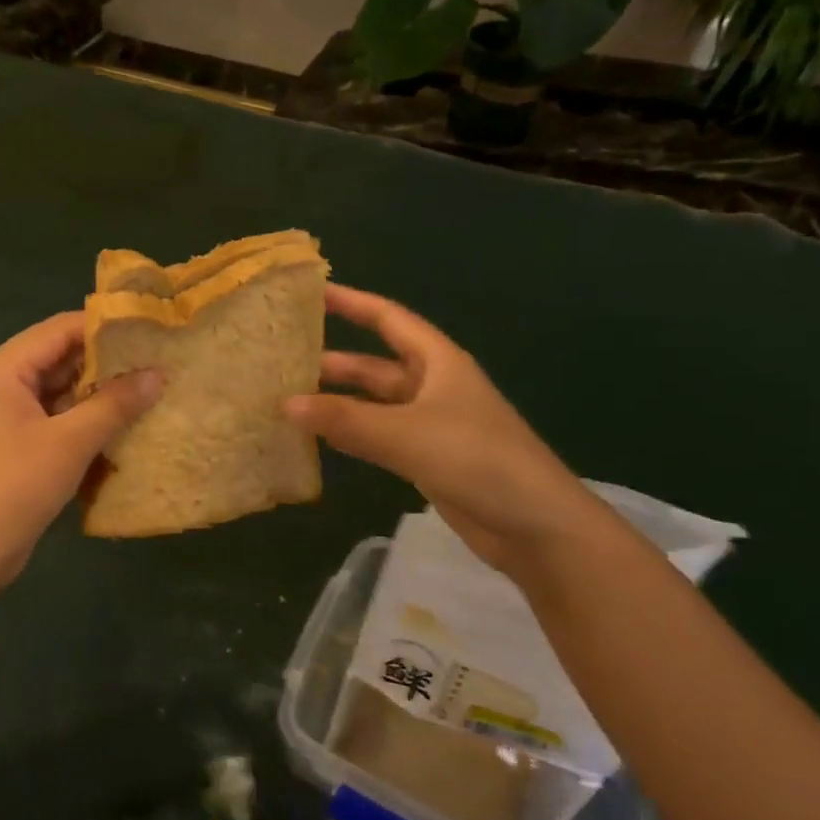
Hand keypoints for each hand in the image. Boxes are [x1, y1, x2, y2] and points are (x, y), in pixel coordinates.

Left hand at [0, 312, 161, 591]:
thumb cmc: (13, 487)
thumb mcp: (70, 442)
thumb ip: (114, 405)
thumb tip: (158, 374)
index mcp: (3, 370)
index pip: (59, 329)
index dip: (104, 326)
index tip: (149, 329)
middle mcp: (1, 384)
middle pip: (59, 358)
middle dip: (106, 361)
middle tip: (157, 360)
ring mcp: (7, 417)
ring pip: (60, 391)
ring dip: (98, 393)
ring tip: (149, 389)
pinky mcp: (15, 445)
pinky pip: (56, 419)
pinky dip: (85, 420)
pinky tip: (122, 425)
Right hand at [286, 285, 603, 568]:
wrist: (536, 526)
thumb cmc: (477, 459)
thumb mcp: (406, 433)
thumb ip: (346, 419)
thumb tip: (285, 404)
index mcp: (439, 362)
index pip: (388, 319)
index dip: (352, 303)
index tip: (311, 293)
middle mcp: (433, 386)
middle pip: (376, 364)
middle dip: (333, 361)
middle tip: (283, 361)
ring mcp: (430, 425)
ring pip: (374, 404)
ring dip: (338, 401)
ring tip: (288, 400)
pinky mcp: (427, 459)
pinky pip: (379, 436)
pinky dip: (350, 434)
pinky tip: (319, 438)